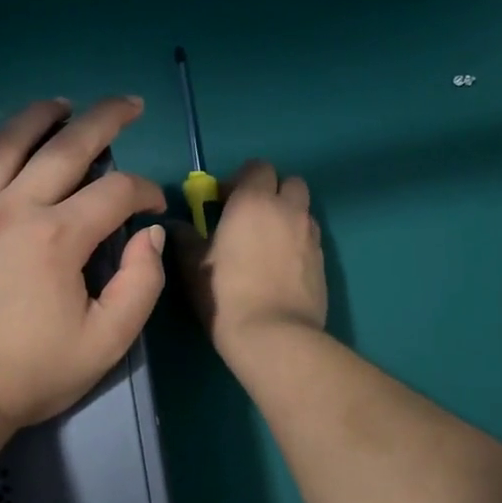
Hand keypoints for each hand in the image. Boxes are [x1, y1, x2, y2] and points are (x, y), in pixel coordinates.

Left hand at [0, 96, 168, 428]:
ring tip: (62, 104)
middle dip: (106, 120)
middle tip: (128, 105)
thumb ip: (141, 284)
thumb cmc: (28, 376)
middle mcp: (12, 208)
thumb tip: (149, 234)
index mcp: (58, 238)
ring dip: (40, 117)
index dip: (144, 192)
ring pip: (6, 143)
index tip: (152, 207)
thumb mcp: (106, 343)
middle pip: (67, 147)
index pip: (116, 192)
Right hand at [174, 159, 326, 356]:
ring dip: (287, 216)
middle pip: (289, 182)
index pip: (257, 167)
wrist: (274, 335)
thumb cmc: (225, 294)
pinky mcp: (323, 260)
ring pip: (303, 210)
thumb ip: (186, 238)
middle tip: (250, 218)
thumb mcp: (193, 266)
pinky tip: (281, 268)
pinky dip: (298, 242)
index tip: (223, 203)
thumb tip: (178, 225)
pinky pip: (310, 238)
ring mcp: (310, 234)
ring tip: (268, 243)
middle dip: (272, 192)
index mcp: (254, 200)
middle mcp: (288, 209)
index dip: (241, 180)